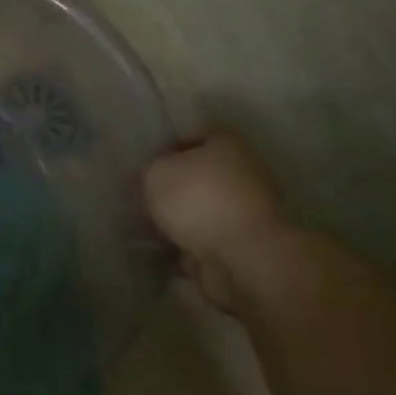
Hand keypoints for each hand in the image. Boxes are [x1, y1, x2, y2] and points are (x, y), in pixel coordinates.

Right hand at [143, 134, 285, 308]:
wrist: (244, 255)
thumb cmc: (198, 201)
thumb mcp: (155, 175)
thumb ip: (148, 171)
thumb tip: (151, 178)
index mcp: (226, 144)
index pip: (189, 139)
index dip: (164, 154)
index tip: (145, 173)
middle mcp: (244, 171)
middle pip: (198, 176)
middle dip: (174, 191)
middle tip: (148, 203)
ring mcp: (250, 209)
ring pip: (204, 209)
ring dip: (183, 220)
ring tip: (156, 231)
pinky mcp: (249, 242)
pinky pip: (212, 238)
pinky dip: (194, 245)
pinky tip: (173, 251)